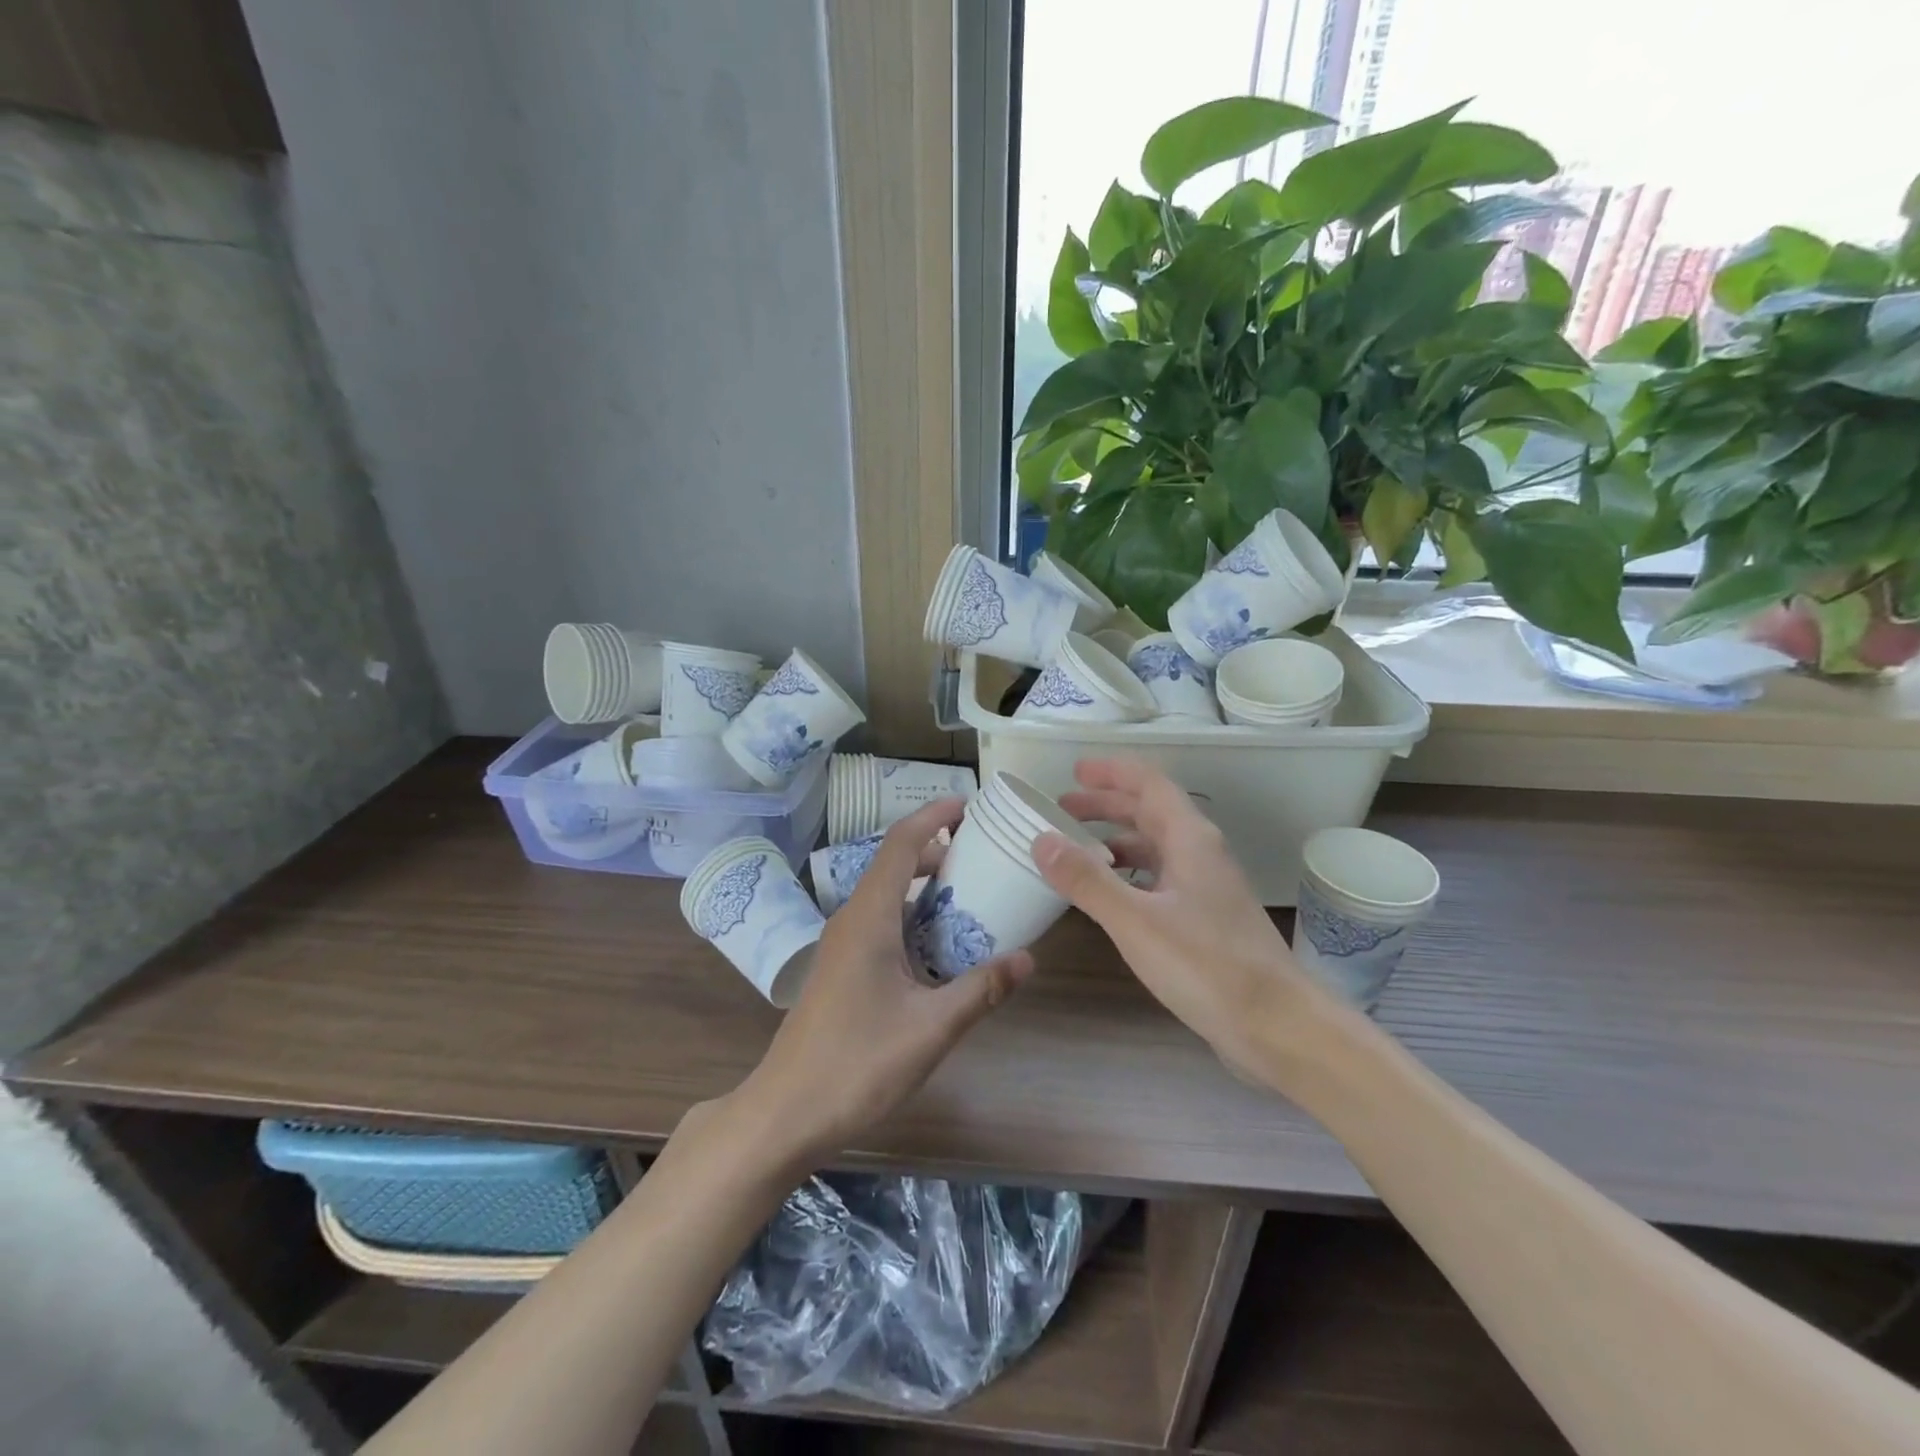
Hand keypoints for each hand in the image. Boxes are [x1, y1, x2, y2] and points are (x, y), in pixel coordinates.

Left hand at [735, 798, 1034, 1164]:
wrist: (786, 1112)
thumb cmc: (857, 1064)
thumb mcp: (931, 1028)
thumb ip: (981, 990)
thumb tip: (1029, 959)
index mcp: (869, 918)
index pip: (901, 844)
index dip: (933, 816)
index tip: (969, 804)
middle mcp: (852, 919)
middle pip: (895, 864)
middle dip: (939, 851)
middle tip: (985, 855)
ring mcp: (843, 945)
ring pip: (888, 896)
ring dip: (927, 887)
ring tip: (973, 895)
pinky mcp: (842, 968)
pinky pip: (882, 922)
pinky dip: (915, 917)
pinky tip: (943, 946)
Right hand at [1031, 758, 1311, 1069]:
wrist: (1278, 1027)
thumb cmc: (1207, 965)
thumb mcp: (1136, 921)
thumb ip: (1087, 880)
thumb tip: (1040, 838)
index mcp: (1190, 839)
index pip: (1149, 784)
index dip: (1112, 772)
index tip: (1074, 770)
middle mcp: (1201, 854)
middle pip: (1151, 812)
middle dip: (1106, 804)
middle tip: (1061, 809)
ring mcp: (1207, 888)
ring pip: (1156, 847)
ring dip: (1117, 840)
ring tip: (1076, 850)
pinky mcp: (1206, 920)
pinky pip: (1160, 879)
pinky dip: (1130, 874)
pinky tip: (1110, 896)